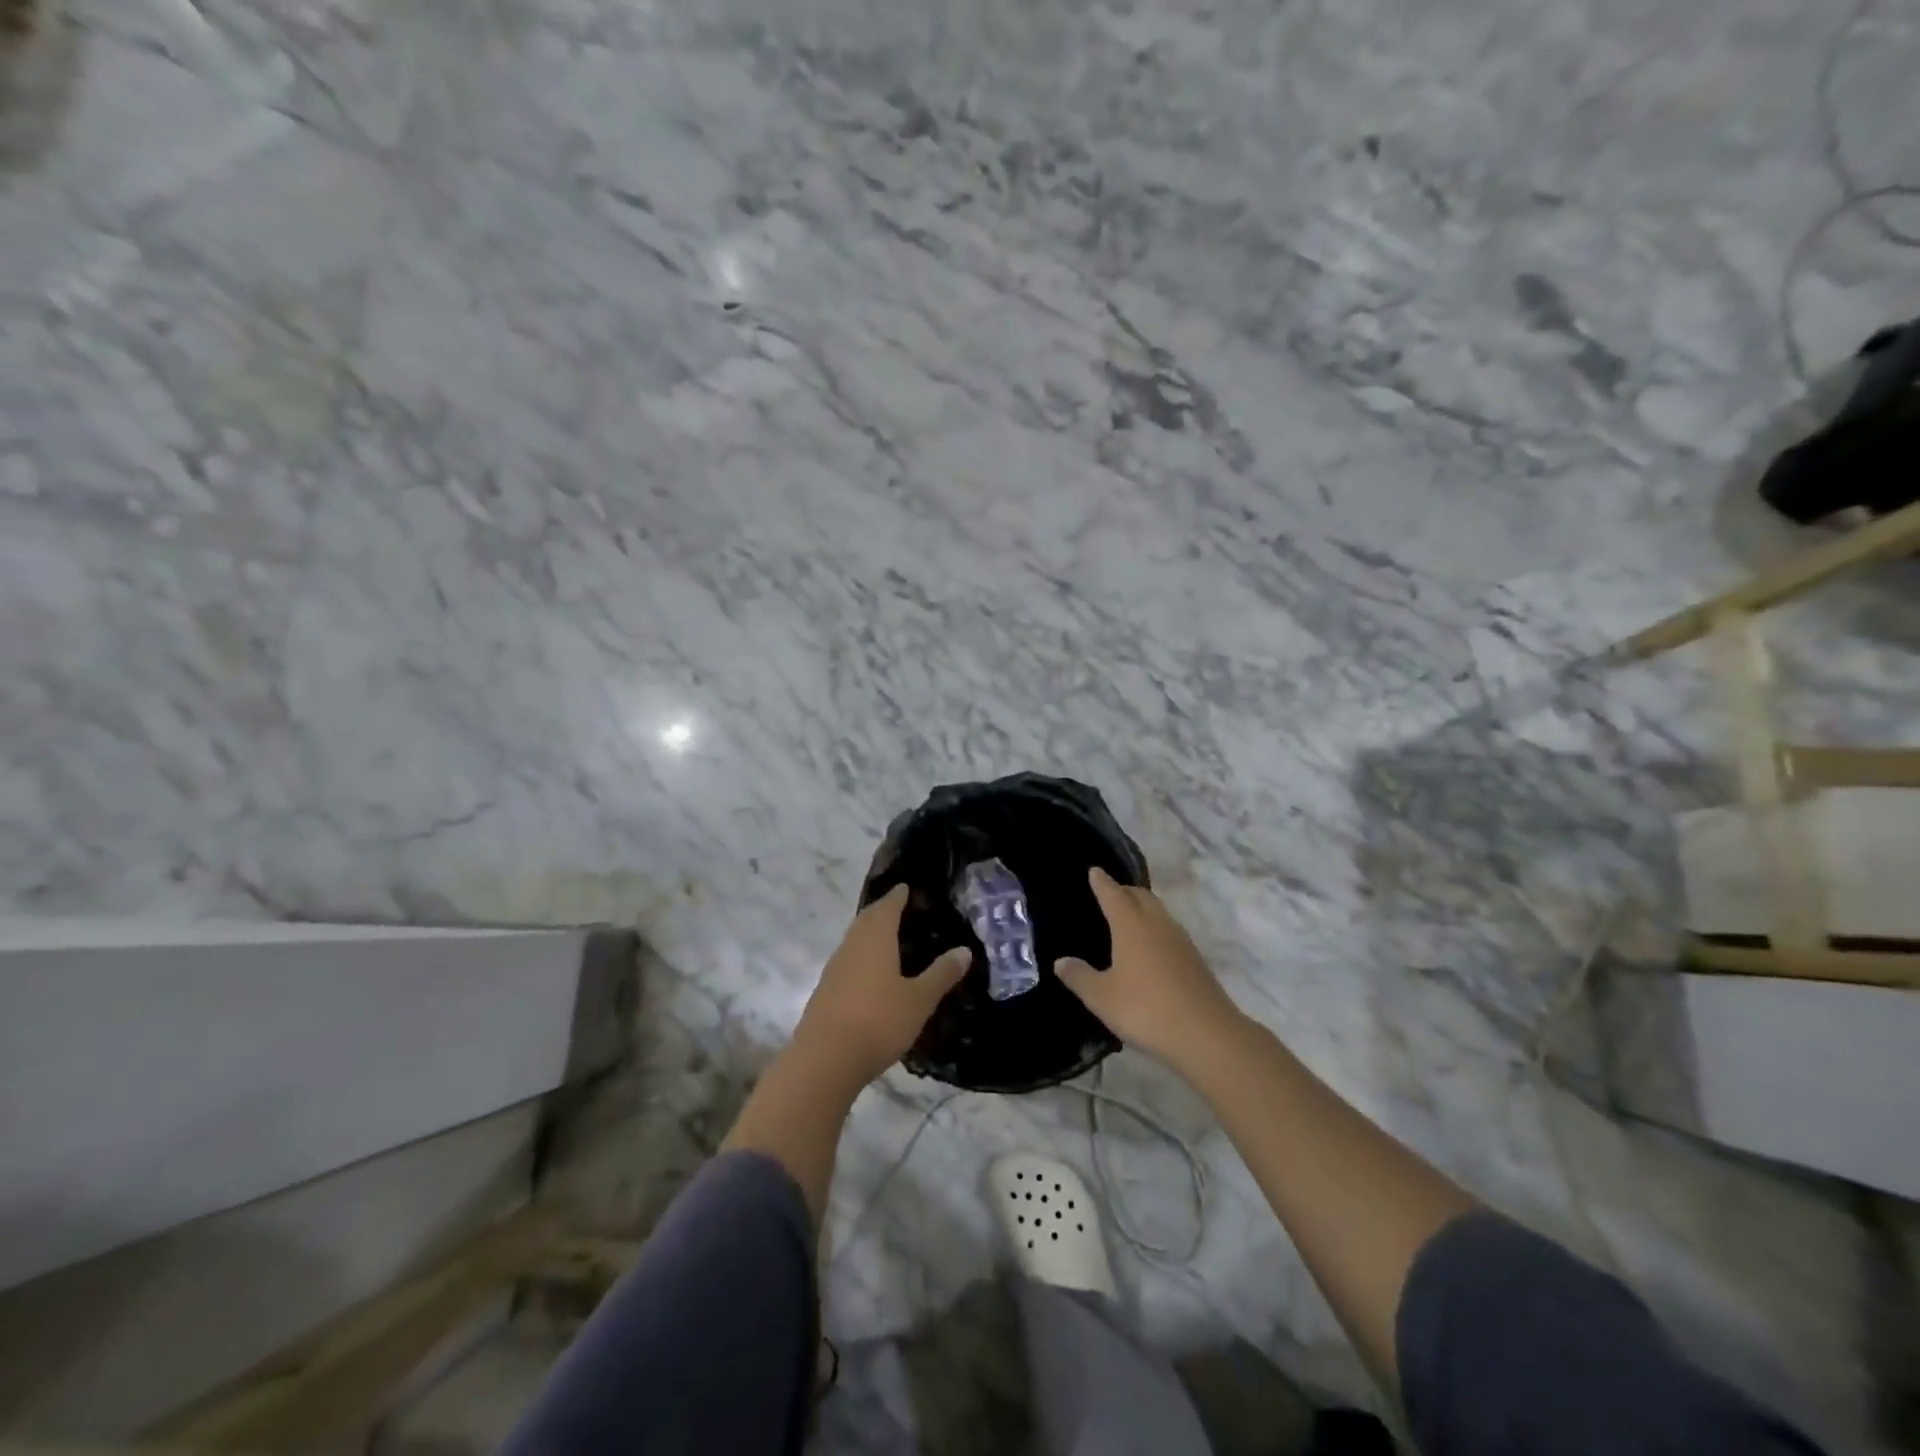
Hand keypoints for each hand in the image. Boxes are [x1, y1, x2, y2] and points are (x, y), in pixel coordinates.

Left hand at [793, 884, 970, 1086]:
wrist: (825, 1059)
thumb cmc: (878, 1021)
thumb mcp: (919, 1000)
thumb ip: (941, 974)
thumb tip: (964, 950)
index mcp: (875, 939)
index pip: (887, 907)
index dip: (897, 896)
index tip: (905, 887)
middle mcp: (851, 946)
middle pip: (866, 920)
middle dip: (882, 911)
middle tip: (898, 907)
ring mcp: (835, 969)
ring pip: (854, 941)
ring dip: (869, 934)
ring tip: (887, 937)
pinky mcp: (826, 992)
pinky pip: (847, 962)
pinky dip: (861, 957)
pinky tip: (870, 973)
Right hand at [1055, 868, 1246, 1072]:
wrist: (1207, 1035)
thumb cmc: (1146, 1009)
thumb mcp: (1101, 997)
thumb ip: (1079, 976)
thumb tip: (1061, 961)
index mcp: (1131, 924)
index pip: (1113, 893)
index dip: (1101, 882)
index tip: (1094, 870)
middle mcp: (1157, 923)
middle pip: (1140, 895)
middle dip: (1123, 890)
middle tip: (1108, 894)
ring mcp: (1180, 940)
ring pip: (1158, 911)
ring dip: (1142, 908)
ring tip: (1127, 918)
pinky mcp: (1195, 959)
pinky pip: (1169, 931)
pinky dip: (1155, 928)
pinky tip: (1150, 948)